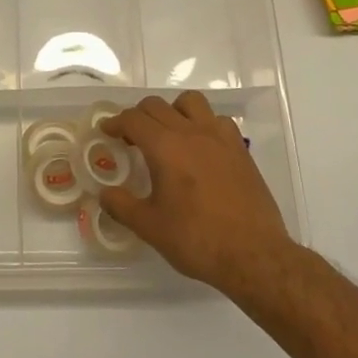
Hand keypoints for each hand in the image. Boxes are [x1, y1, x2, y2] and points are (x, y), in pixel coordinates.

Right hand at [99, 91, 296, 298]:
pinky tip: (201, 147)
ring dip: (172, 110)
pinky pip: (217, 120)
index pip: (133, 119)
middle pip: (157, 105)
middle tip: (130, 137)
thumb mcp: (150, 227)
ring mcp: (219, 138)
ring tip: (168, 134)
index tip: (107, 131)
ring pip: (191, 102)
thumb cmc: (196, 239)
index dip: (115, 122)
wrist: (253, 255)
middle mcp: (191, 132)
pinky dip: (203, 124)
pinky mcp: (240, 150)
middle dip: (138, 116)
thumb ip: (121, 205)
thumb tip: (104, 193)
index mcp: (165, 147)